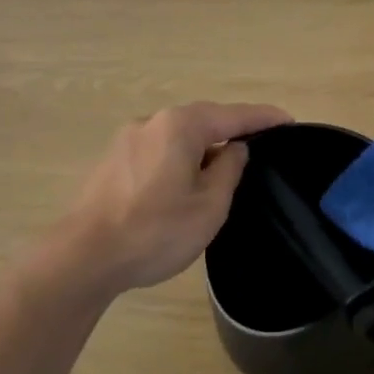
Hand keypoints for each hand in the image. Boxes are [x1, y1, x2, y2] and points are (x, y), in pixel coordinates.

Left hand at [55, 102, 291, 294]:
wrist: (83, 257)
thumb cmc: (155, 231)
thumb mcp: (209, 205)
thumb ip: (229, 169)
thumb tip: (234, 148)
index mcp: (180, 126)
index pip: (234, 115)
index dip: (264, 118)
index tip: (289, 123)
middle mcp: (151, 122)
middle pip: (202, 121)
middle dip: (231, 132)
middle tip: (259, 149)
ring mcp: (126, 140)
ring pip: (177, 138)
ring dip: (202, 150)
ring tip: (222, 173)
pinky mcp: (111, 162)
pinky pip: (156, 152)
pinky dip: (178, 161)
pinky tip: (183, 184)